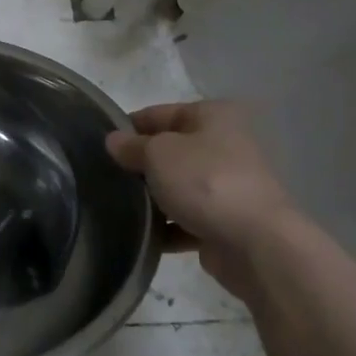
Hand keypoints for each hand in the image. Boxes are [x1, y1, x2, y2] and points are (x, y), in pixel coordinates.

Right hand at [106, 101, 294, 291]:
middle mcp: (225, 146)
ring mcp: (228, 186)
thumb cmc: (205, 181)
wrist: (254, 242)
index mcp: (215, 117)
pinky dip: (166, 227)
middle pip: (170, 151)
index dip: (130, 126)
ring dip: (152, 198)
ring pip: (177, 187)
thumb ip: (132, 146)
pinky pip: (186, 220)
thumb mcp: (158, 153)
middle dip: (140, 165)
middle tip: (107, 176)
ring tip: (118, 207)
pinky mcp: (225, 222)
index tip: (101, 144)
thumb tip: (113, 140)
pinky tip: (142, 234)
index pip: (161, 113)